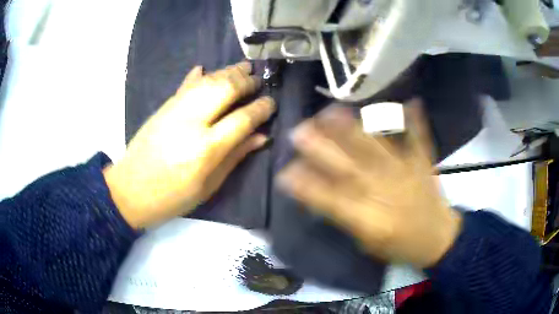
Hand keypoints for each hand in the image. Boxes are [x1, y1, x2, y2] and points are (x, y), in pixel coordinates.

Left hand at [103, 62, 275, 228]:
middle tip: (258, 80)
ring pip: (207, 81)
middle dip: (246, 82)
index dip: (261, 108)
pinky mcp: (163, 107)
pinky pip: (185, 85)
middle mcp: (191, 123)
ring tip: (244, 67)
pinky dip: (198, 75)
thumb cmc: (172, 197)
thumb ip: (235, 157)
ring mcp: (175, 111)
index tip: (271, 102)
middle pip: (225, 90)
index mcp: (206, 149)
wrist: (130, 190)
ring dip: (228, 71)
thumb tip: (261, 136)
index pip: (242, 119)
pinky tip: (206, 68)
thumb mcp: (208, 186)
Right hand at [276, 103, 461, 267]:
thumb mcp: (369, 242)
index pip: (330, 199)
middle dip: (321, 148)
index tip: (286, 171)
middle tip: (299, 130)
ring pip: (376, 148)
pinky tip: (411, 100)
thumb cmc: (401, 246)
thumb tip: (323, 196)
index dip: (306, 185)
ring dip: (352, 128)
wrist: (438, 240)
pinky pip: (419, 140)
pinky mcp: (422, 164)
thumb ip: (347, 219)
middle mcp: (385, 191)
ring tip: (332, 110)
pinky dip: (415, 121)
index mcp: (369, 218)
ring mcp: (405, 173)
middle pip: (349, 167)